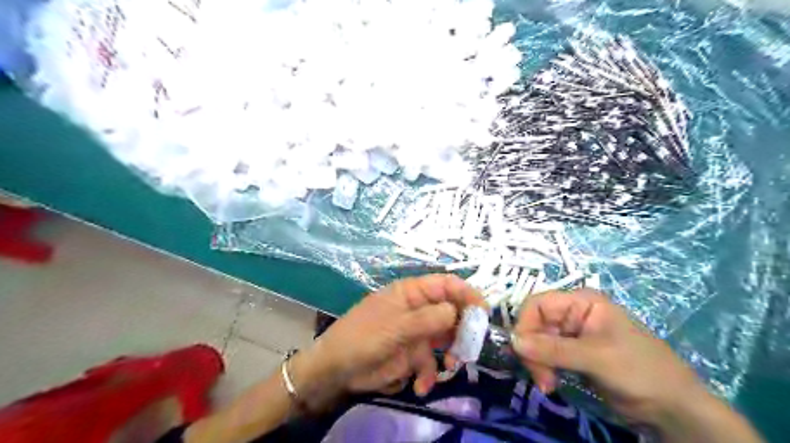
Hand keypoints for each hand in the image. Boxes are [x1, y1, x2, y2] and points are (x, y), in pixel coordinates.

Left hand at [293, 276, 484, 410]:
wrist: (336, 369)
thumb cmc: (362, 337)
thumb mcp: (394, 327)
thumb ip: (427, 319)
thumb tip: (455, 310)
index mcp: (412, 293)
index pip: (446, 284)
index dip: (466, 293)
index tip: (483, 312)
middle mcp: (418, 309)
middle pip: (451, 311)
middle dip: (463, 328)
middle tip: (470, 346)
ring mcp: (416, 332)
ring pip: (446, 337)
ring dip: (452, 353)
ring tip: (451, 366)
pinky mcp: (412, 354)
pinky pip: (431, 362)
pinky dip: (430, 374)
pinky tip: (420, 386)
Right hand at [513, 289, 702, 427]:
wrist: (673, 407)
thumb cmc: (640, 370)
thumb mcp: (596, 357)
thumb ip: (553, 349)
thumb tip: (513, 341)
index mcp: (580, 302)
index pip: (537, 304)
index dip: (524, 325)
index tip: (522, 352)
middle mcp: (572, 314)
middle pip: (535, 324)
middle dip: (532, 351)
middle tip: (541, 378)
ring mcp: (572, 335)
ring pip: (537, 342)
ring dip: (537, 363)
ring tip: (548, 385)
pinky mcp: (572, 354)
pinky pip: (546, 356)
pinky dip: (544, 369)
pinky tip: (552, 384)